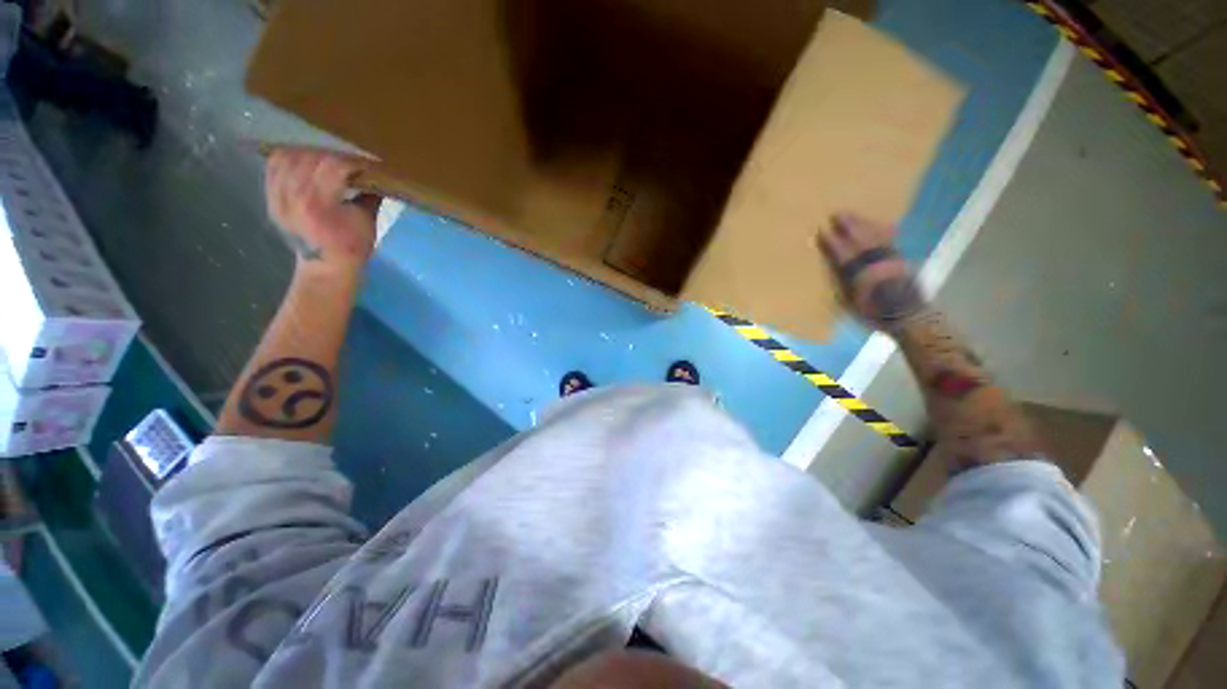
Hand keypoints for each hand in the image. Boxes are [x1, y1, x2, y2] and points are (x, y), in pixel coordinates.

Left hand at [265, 148, 381, 273]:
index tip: (365, 166)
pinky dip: (289, 159)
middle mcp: (293, 197)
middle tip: (347, 164)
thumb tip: (377, 175)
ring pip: (288, 157)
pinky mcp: (270, 197)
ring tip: (326, 161)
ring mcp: (277, 196)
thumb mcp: (367, 222)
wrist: (325, 266)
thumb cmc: (352, 247)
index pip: (333, 166)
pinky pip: (274, 166)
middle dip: (333, 157)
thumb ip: (369, 195)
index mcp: (320, 204)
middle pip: (310, 158)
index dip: (351, 162)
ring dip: (310, 155)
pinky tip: (304, 163)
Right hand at [818, 213, 927, 331]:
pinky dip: (882, 229)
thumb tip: (837, 267)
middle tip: (838, 214)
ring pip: (876, 235)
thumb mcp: (851, 301)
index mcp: (859, 274)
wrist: (908, 315)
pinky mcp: (899, 257)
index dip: (832, 242)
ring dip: (864, 223)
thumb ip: (844, 282)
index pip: (842, 253)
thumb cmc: (873, 312)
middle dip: (849, 225)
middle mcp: (875, 262)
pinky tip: (879, 224)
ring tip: (853, 215)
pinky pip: (889, 238)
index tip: (822, 231)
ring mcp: (889, 258)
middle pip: (861, 239)